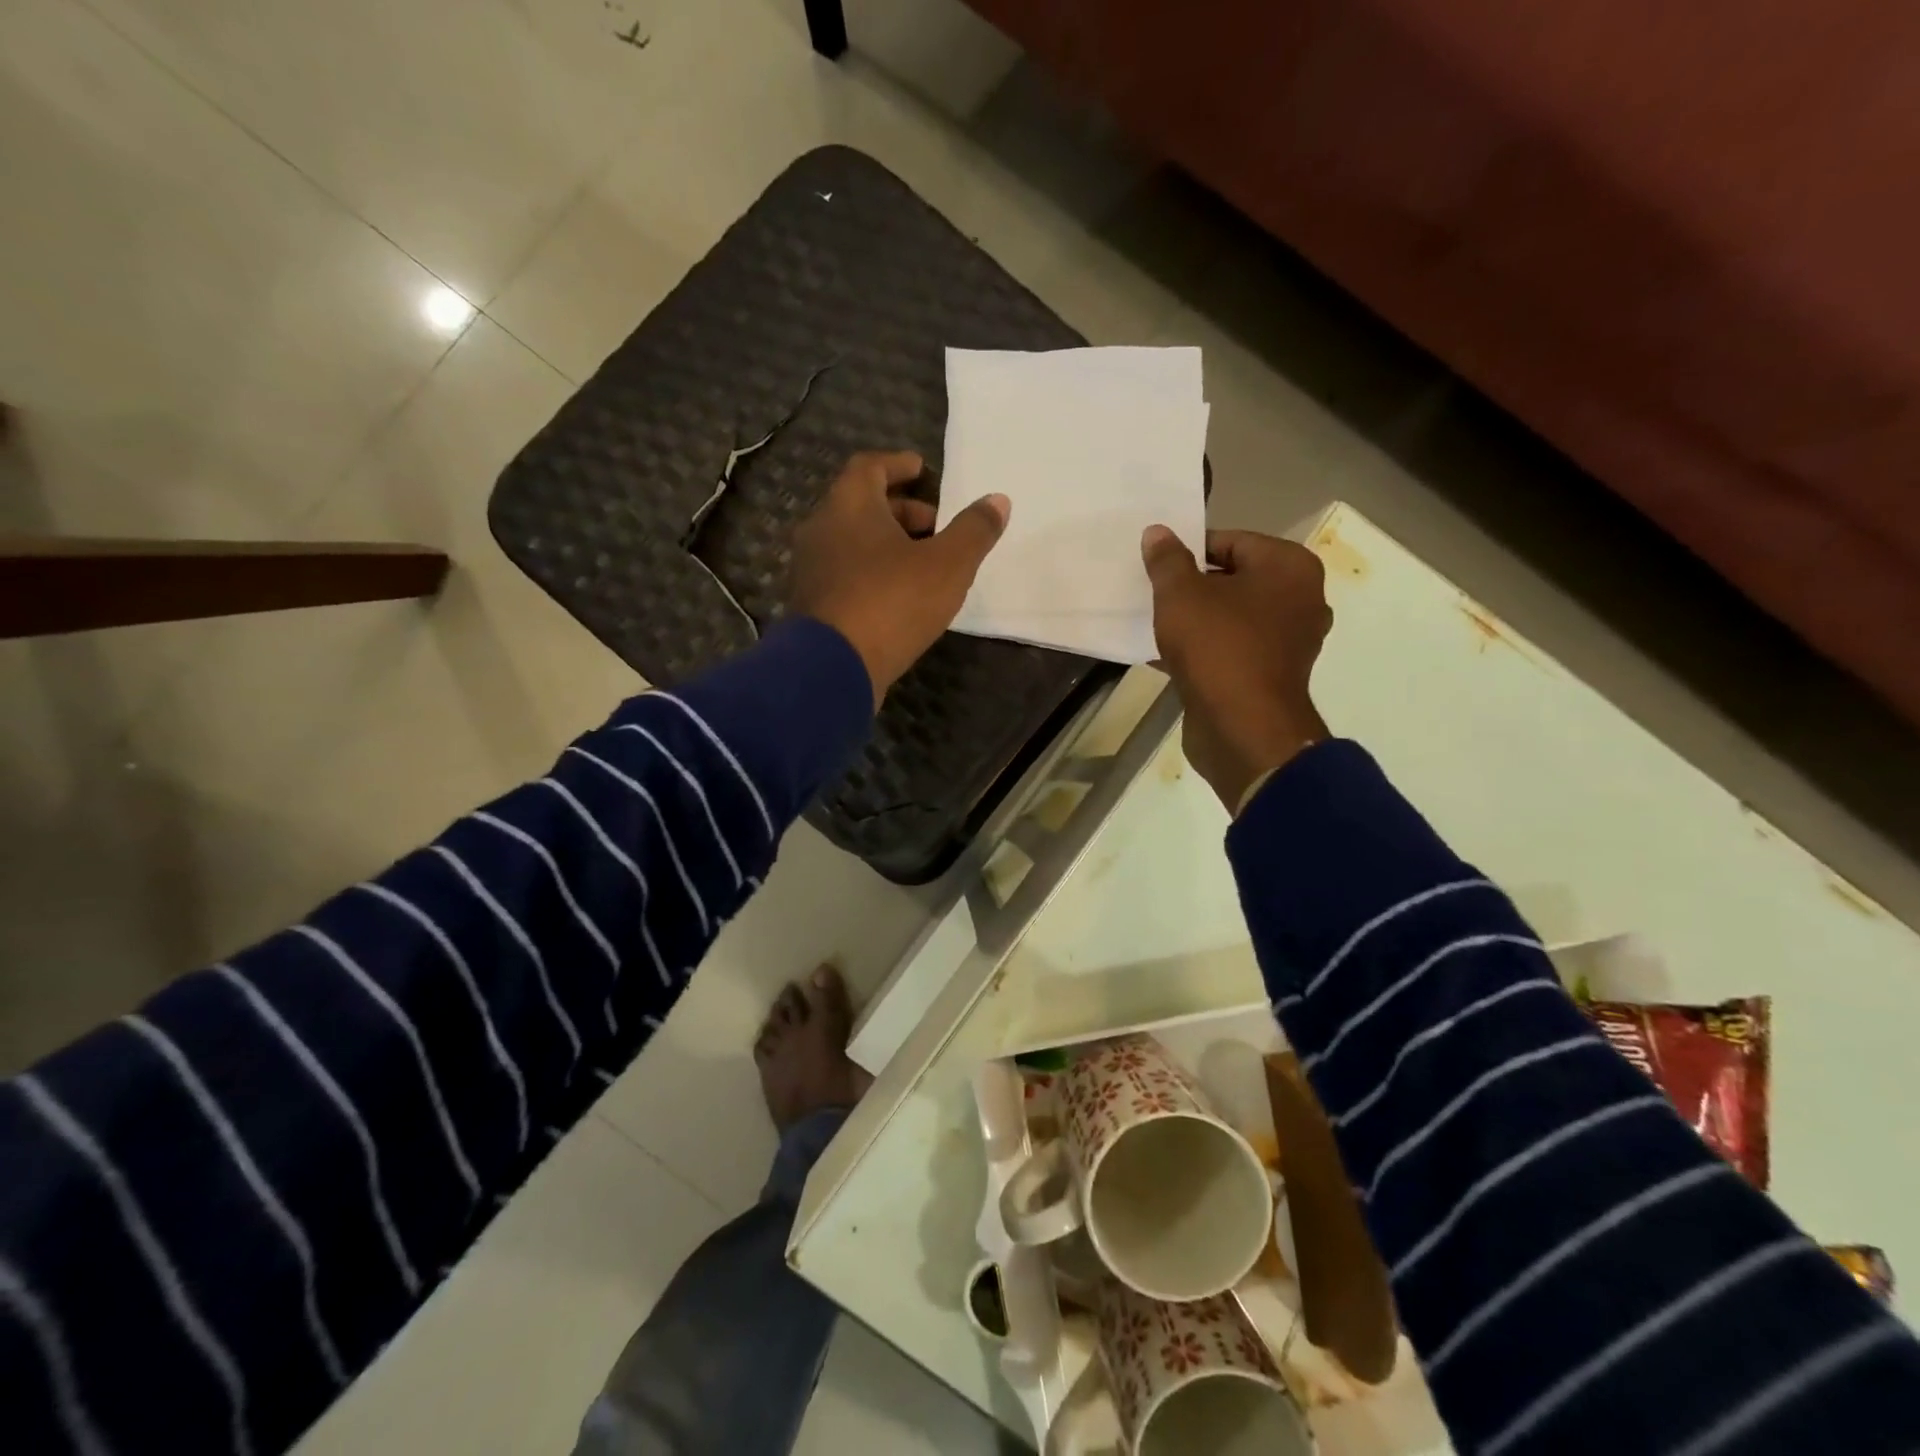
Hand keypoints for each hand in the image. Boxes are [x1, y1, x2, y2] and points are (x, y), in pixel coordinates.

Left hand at [789, 451, 1010, 703]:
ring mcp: (810, 570)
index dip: (898, 464)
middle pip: (861, 505)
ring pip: (852, 542)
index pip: (869, 466)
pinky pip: (845, 575)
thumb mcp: (948, 565)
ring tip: (923, 564)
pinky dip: (871, 574)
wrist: (832, 669)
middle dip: (901, 510)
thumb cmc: (891, 603)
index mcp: (849, 506)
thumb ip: (974, 531)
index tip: (922, 469)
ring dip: (887, 545)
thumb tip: (998, 501)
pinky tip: (898, 597)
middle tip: (936, 525)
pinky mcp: (811, 606)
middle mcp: (821, 529)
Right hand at [1142, 525, 1332, 811]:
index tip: (1155, 565)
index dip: (1189, 549)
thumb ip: (1167, 560)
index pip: (1232, 541)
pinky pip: (1231, 650)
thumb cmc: (1217, 647)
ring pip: (1231, 618)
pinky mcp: (1271, 677)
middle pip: (1234, 579)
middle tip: (1152, 593)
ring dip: (1195, 621)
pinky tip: (1164, 657)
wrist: (1242, 728)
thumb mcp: (1181, 594)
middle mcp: (1300, 600)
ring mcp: (1288, 642)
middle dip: (1192, 586)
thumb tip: (1158, 532)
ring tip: (1154, 624)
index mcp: (1289, 568)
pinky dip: (1204, 650)